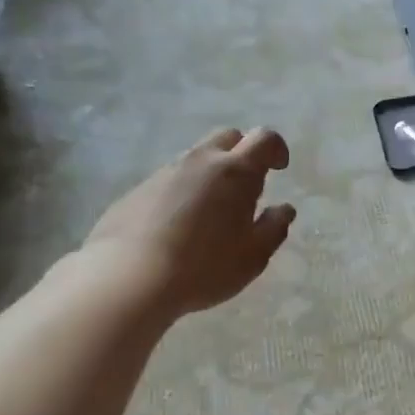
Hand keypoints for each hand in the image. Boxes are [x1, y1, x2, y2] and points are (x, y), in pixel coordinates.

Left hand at [79, 127, 294, 320]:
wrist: (130, 277)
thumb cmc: (206, 266)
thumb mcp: (254, 256)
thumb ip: (274, 228)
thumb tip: (284, 209)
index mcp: (236, 172)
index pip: (264, 139)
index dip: (277, 149)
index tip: (280, 169)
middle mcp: (200, 161)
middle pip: (227, 137)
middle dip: (243, 152)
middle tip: (248, 187)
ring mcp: (165, 173)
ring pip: (196, 158)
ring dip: (212, 174)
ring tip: (213, 213)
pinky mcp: (138, 190)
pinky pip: (171, 180)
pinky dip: (184, 191)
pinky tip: (181, 227)